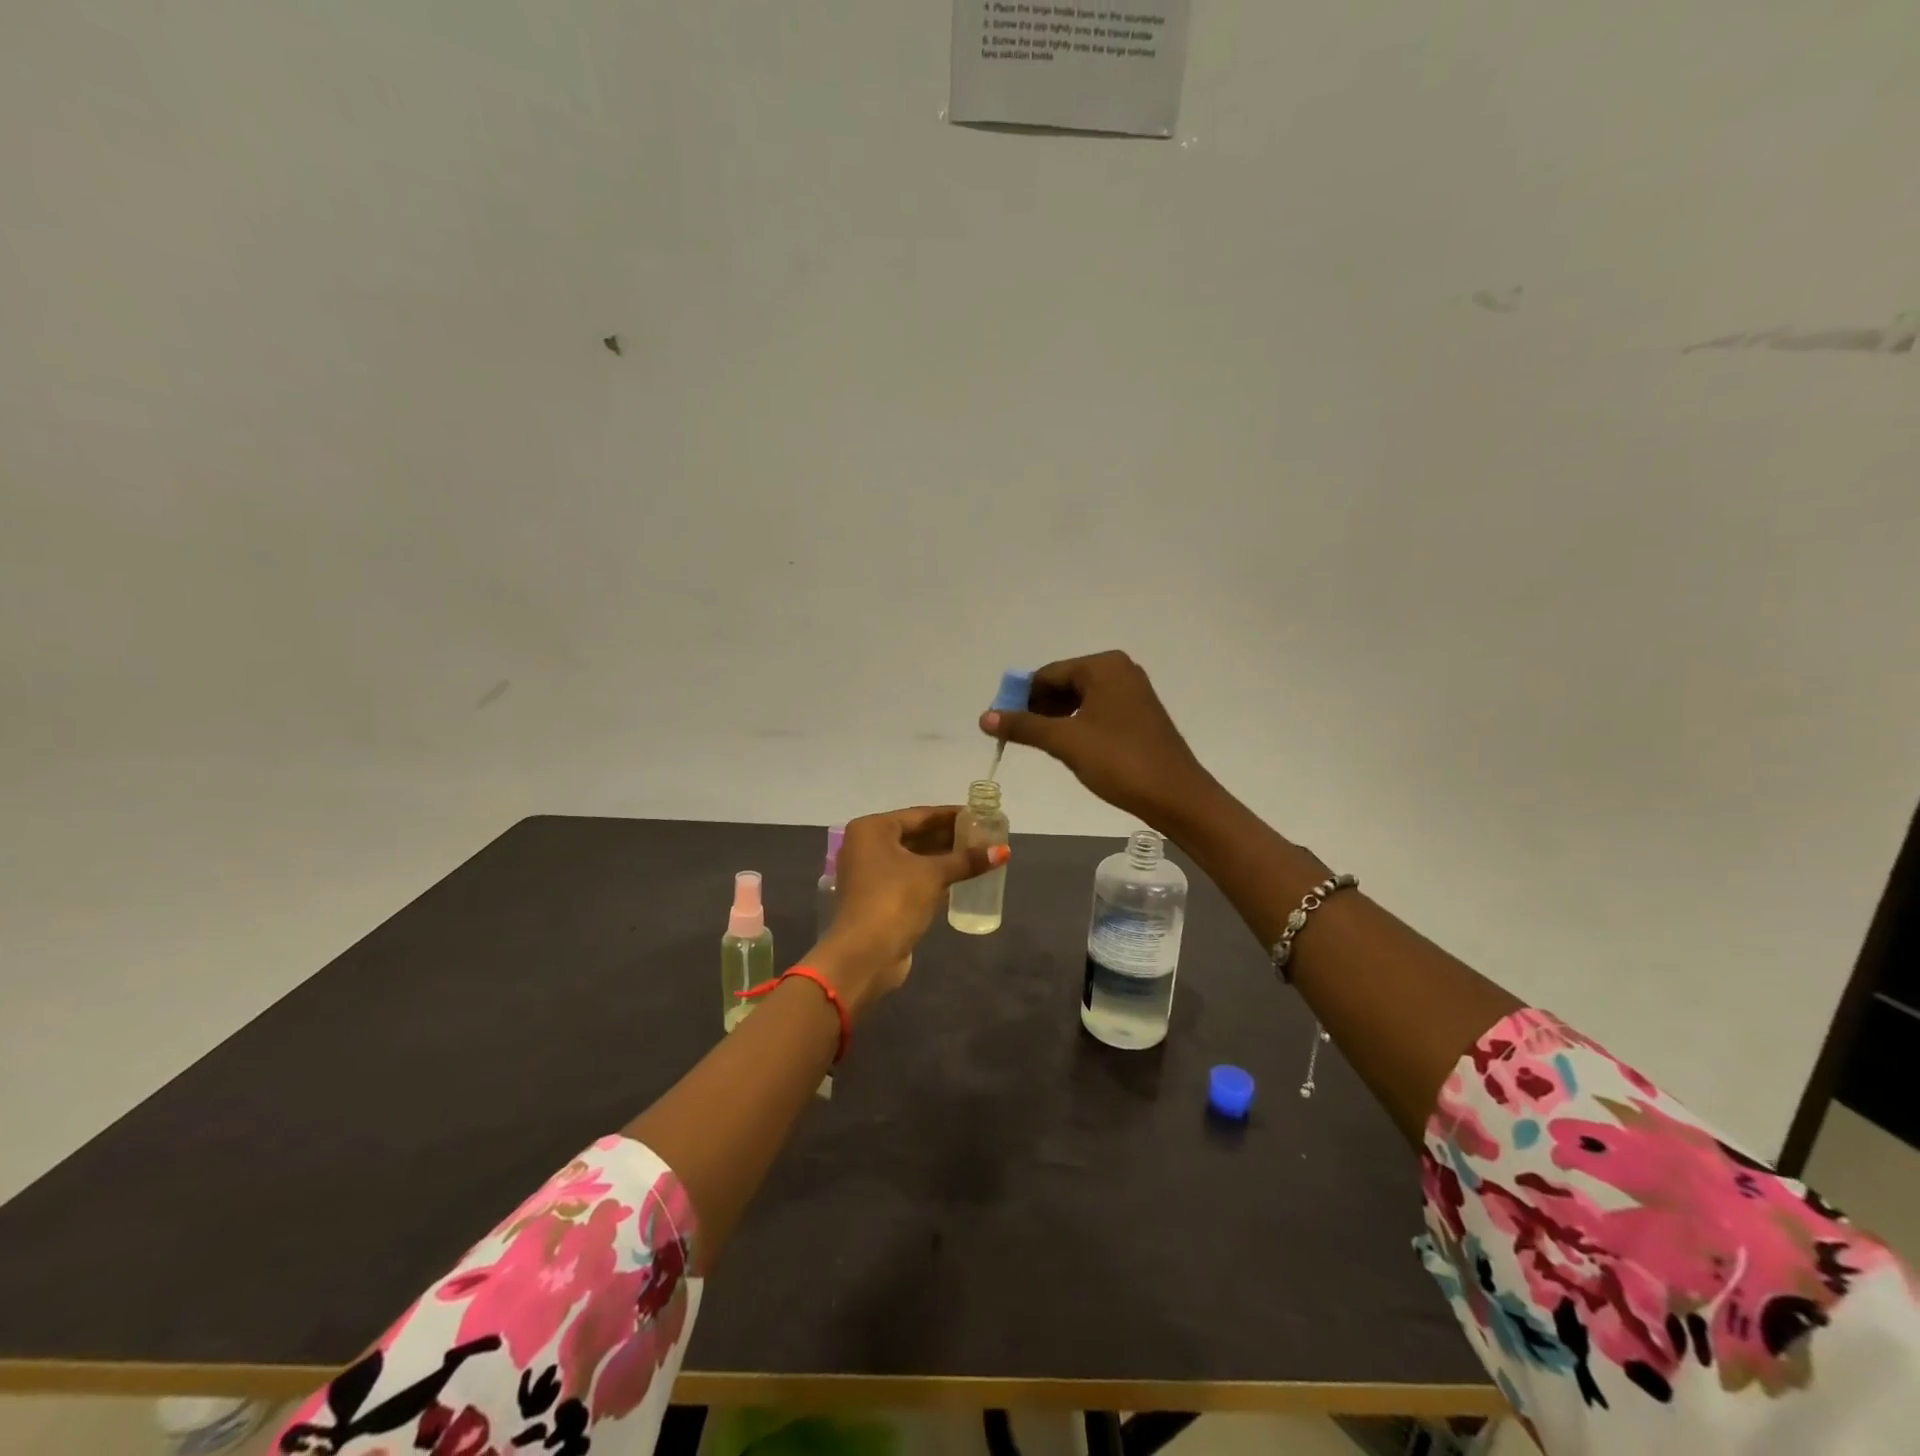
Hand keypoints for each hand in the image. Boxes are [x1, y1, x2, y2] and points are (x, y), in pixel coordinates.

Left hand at [810, 806, 1004, 1014]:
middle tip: (983, 836)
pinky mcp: (878, 898)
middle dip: (948, 837)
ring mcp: (870, 873)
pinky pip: (910, 878)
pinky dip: (932, 876)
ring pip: (913, 858)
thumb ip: (966, 860)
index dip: (951, 815)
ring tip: (977, 855)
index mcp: (872, 830)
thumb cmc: (895, 900)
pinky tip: (959, 877)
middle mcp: (866, 846)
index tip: (979, 815)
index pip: (920, 815)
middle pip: (915, 835)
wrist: (865, 955)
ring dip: (942, 858)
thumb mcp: (933, 875)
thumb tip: (1004, 851)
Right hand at [980, 650, 1216, 830]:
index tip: (1001, 725)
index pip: (1047, 675)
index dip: (1020, 699)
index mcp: (1103, 666)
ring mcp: (1132, 691)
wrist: (1175, 795)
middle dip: (1038, 708)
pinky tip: (1068, 747)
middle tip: (1018, 738)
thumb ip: (1023, 726)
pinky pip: (1096, 710)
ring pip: (1079, 699)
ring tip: (1041, 745)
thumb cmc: (1119, 761)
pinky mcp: (1138, 714)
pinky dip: (1077, 725)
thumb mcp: (1065, 742)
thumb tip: (984, 717)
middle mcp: (1119, 670)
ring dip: (1056, 719)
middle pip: (1063, 683)